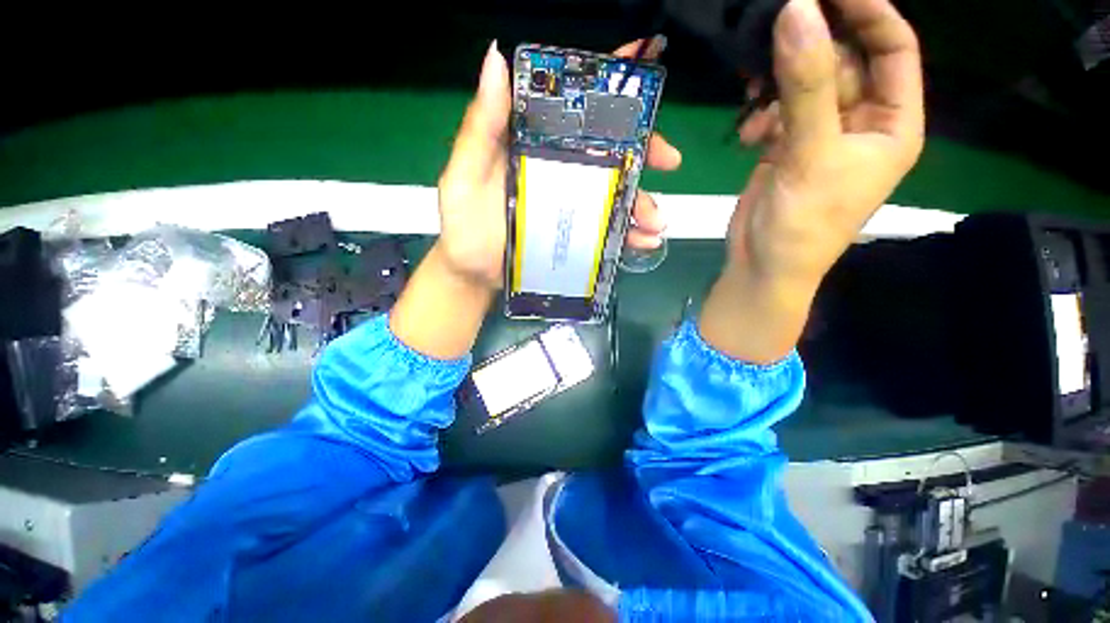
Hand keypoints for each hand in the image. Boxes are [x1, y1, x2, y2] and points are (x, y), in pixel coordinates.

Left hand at [435, 40, 681, 290]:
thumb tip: (497, 59)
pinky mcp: (576, 237)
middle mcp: (558, 172)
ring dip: (642, 204)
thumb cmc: (464, 226)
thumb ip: (481, 127)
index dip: (608, 87)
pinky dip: (629, 236)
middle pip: (608, 152)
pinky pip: (608, 232)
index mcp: (534, 147)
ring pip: (615, 195)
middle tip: (667, 162)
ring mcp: (570, 207)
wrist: (473, 274)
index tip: (643, 77)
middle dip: (643, 151)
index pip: (573, 108)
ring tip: (656, 223)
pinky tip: (643, 243)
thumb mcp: (464, 175)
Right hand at [700, 0, 923, 362]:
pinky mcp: (786, 148)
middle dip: (808, 54)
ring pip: (804, 85)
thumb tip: (796, 10)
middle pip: (843, 62)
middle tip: (772, 41)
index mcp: (892, 124)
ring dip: (777, 89)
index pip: (894, 49)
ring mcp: (820, 135)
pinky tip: (748, 134)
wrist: (762, 266)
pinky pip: (778, 111)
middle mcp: (861, 123)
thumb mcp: (811, 154)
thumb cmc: (803, 223)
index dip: (869, 13)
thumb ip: (805, 85)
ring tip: (754, 105)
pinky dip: (761, 115)